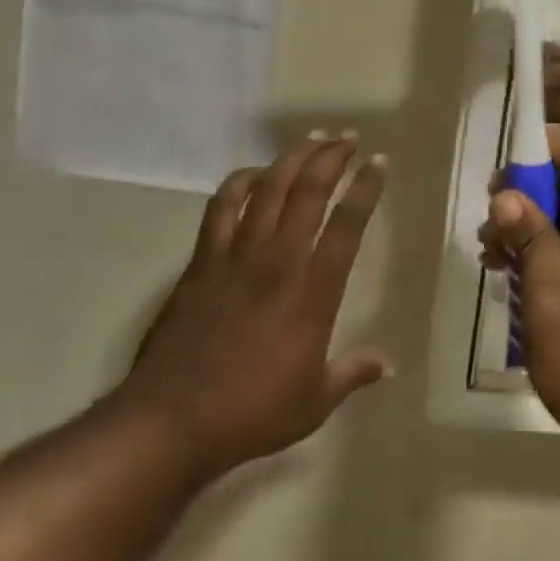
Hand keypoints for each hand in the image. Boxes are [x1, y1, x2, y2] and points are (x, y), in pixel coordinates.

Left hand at [119, 133, 391, 475]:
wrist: (170, 422)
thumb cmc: (250, 414)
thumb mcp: (313, 403)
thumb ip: (352, 373)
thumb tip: (388, 365)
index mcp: (313, 293)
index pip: (348, 225)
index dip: (366, 188)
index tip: (379, 162)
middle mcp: (279, 262)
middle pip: (309, 191)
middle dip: (333, 157)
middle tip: (349, 138)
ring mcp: (237, 256)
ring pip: (268, 189)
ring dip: (293, 158)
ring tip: (313, 139)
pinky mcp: (202, 261)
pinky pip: (221, 207)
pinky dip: (239, 182)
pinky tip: (254, 173)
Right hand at [480, 125, 559, 474]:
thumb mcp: (552, 306)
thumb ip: (533, 243)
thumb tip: (509, 196)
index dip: (554, 149)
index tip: (511, 156)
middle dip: (537, 190)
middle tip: (492, 209)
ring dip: (540, 224)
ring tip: (493, 247)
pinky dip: (555, 251)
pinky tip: (516, 272)